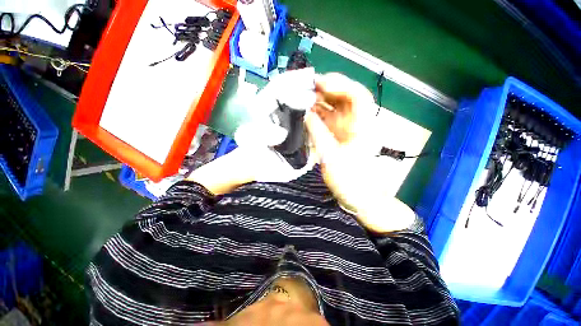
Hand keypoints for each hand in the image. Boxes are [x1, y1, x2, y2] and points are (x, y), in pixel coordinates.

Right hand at [305, 73, 414, 232]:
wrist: (357, 195)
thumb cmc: (349, 180)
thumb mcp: (331, 157)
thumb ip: (318, 133)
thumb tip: (305, 113)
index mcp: (363, 127)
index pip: (357, 96)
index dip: (339, 85)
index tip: (318, 84)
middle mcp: (356, 122)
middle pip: (344, 97)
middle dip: (325, 89)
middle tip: (304, 87)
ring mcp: (346, 127)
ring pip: (334, 106)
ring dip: (318, 100)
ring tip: (300, 97)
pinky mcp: (338, 133)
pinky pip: (327, 118)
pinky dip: (316, 113)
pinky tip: (304, 112)